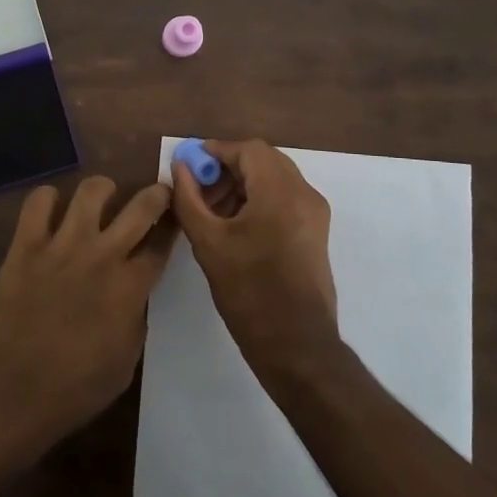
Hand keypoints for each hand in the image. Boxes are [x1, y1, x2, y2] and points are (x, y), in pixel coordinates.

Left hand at [0, 176, 172, 460]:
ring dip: (103, 190)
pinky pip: (39, 201)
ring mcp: (62, 246)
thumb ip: (134, 319)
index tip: (176, 220)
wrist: (6, 396)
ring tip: (101, 199)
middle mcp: (102, 255)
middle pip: (142, 206)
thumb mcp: (124, 364)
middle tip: (156, 194)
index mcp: (130, 288)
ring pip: (92, 190)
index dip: (173, 228)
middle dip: (156, 194)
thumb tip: (133, 294)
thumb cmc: (71, 392)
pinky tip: (51, 211)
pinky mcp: (25, 245)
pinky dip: (48, 199)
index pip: (162, 243)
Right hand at [170, 139, 339, 378]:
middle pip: (264, 160)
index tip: (190, 166)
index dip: (216, 151)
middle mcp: (304, 194)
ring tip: (213, 209)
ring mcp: (315, 213)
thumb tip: (180, 166)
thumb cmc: (248, 293)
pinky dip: (260, 198)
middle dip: (229, 167)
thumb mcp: (208, 243)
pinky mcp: (316, 231)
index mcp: (280, 192)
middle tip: (199, 188)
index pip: (248, 150)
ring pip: (276, 177)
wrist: (296, 346)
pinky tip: (236, 223)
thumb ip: (189, 199)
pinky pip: (286, 197)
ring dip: (244, 183)